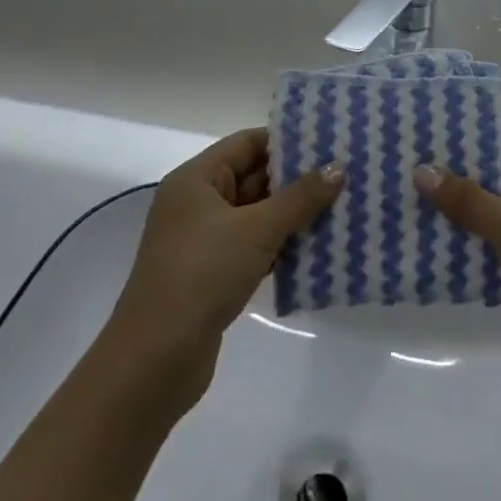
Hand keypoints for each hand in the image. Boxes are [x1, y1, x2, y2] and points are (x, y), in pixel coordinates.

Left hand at [108, 131, 343, 411]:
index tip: (329, 142)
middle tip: (344, 175)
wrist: (155, 360)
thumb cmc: (202, 275)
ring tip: (341, 207)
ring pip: (258, 214)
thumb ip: (300, 198)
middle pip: (254, 177)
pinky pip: (255, 246)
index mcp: (197, 179)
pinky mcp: (214, 274)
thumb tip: (338, 168)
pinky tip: (318, 247)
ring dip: (294, 214)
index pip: (247, 143)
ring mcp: (204, 240)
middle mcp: (198, 202)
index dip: (287, 141)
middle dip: (297, 179)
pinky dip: (282, 245)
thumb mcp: (256, 230)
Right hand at [415, 148, 500, 414]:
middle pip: (489, 186)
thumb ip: (470, 201)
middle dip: (448, 184)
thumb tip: (422, 171)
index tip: (418, 141)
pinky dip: (458, 252)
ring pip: (483, 221)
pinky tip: (420, 249)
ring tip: (398, 206)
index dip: (463, 146)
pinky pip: (484, 254)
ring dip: (449, 219)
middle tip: (397, 173)